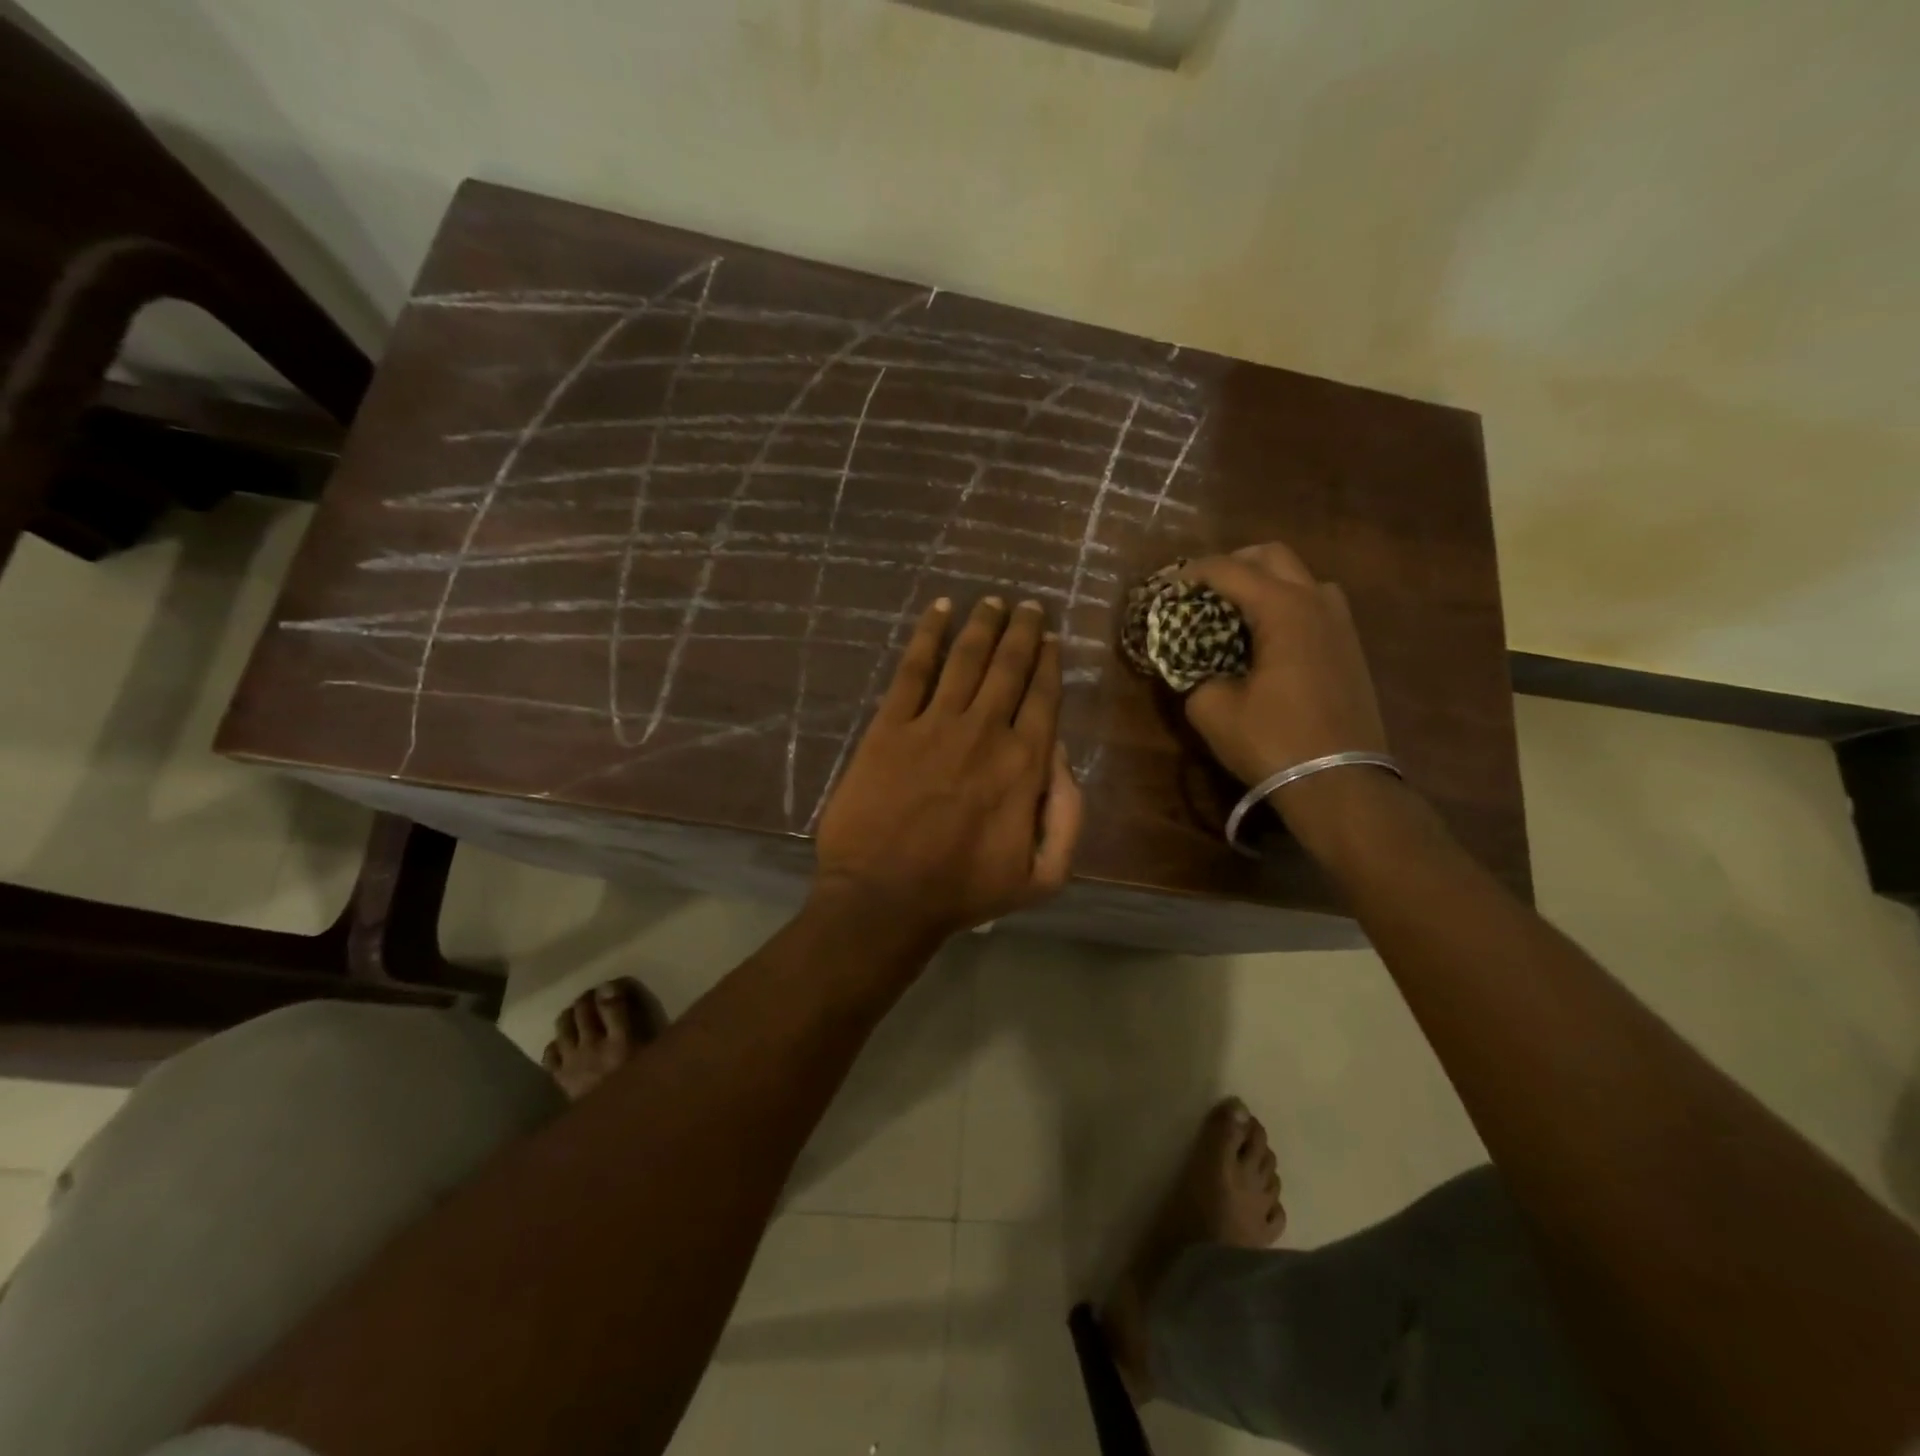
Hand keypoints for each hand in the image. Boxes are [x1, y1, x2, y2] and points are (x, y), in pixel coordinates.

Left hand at [815, 596, 1083, 938]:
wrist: (885, 897)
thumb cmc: (964, 891)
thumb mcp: (1042, 876)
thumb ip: (1068, 817)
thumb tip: (1064, 758)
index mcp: (1025, 764)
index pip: (1045, 698)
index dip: (1050, 663)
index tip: (1052, 639)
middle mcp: (986, 731)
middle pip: (1010, 667)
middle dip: (1023, 631)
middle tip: (1029, 606)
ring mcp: (935, 724)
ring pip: (966, 658)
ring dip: (983, 624)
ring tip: (992, 601)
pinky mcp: (890, 726)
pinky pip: (913, 669)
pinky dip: (928, 635)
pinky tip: (938, 610)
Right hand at [1180, 542, 1388, 787]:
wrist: (1340, 783)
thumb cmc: (1273, 741)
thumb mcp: (1212, 709)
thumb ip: (1193, 674)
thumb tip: (1192, 664)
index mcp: (1283, 609)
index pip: (1228, 570)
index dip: (1190, 574)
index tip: (1164, 587)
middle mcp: (1317, 602)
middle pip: (1272, 556)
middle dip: (1231, 564)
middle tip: (1201, 592)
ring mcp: (1341, 623)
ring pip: (1300, 577)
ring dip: (1264, 583)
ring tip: (1234, 613)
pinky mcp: (1350, 648)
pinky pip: (1314, 605)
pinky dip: (1284, 606)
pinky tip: (1265, 640)